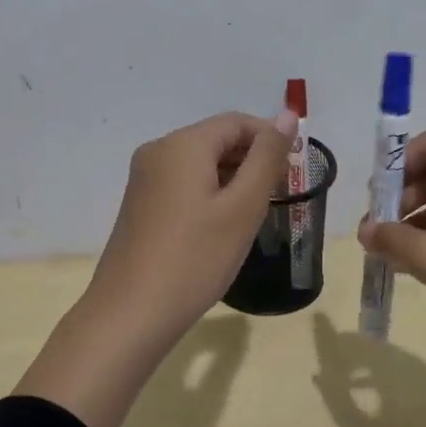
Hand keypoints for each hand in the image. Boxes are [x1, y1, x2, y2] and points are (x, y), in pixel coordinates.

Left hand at [84, 108, 298, 357]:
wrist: (131, 313)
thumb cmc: (195, 258)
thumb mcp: (242, 207)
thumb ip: (267, 157)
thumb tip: (288, 113)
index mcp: (182, 145)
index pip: (236, 122)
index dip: (270, 138)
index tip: (294, 171)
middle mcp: (158, 151)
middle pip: (216, 139)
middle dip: (252, 160)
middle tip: (280, 195)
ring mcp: (144, 179)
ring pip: (199, 163)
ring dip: (232, 178)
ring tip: (256, 213)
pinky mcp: (140, 204)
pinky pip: (183, 183)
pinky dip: (209, 193)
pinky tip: (223, 225)